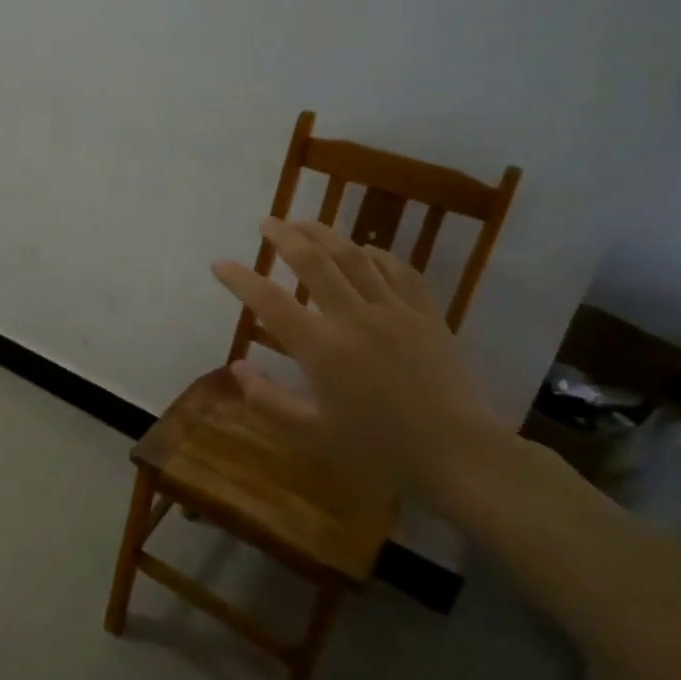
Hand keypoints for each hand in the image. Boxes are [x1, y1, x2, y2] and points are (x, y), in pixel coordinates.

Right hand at [211, 219, 506, 502]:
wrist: (460, 456)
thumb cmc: (379, 450)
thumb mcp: (312, 434)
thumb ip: (267, 400)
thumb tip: (237, 367)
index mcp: (322, 349)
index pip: (269, 302)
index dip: (240, 279)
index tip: (220, 264)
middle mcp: (354, 318)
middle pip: (313, 261)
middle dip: (284, 236)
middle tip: (267, 223)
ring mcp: (395, 311)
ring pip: (354, 256)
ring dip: (324, 234)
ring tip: (304, 223)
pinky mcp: (427, 314)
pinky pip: (398, 270)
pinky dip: (376, 255)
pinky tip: (364, 251)